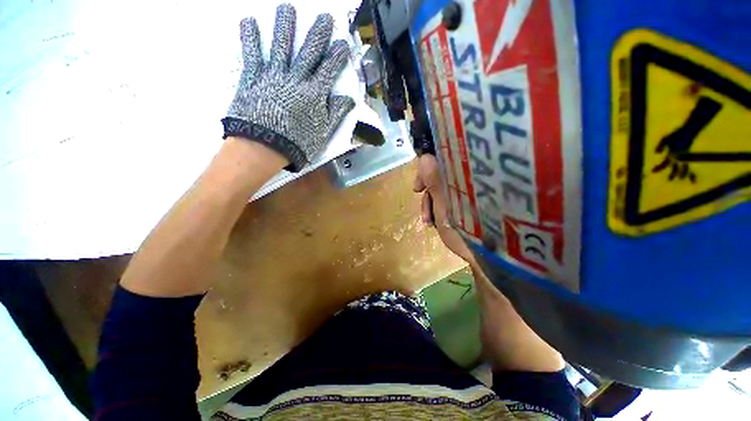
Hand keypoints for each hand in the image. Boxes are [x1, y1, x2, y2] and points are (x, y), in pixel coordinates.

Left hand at [223, 4, 355, 171]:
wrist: (264, 147)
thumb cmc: (297, 144)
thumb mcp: (323, 134)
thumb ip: (336, 114)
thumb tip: (349, 99)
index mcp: (315, 94)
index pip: (329, 70)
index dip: (337, 55)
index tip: (343, 42)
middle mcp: (296, 79)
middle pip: (309, 52)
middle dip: (318, 33)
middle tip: (324, 16)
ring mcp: (274, 76)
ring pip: (281, 45)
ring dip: (285, 25)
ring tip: (287, 8)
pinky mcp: (253, 78)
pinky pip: (252, 53)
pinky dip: (250, 37)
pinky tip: (249, 21)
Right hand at [413, 154, 476, 266]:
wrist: (484, 254)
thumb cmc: (463, 227)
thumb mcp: (444, 205)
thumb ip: (434, 180)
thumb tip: (424, 157)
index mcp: (464, 176)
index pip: (443, 161)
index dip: (426, 170)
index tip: (418, 187)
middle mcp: (467, 180)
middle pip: (440, 175)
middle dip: (427, 190)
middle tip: (420, 201)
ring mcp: (466, 193)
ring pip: (441, 190)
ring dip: (430, 203)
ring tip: (428, 221)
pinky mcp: (466, 204)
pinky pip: (446, 200)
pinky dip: (437, 209)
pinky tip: (434, 222)